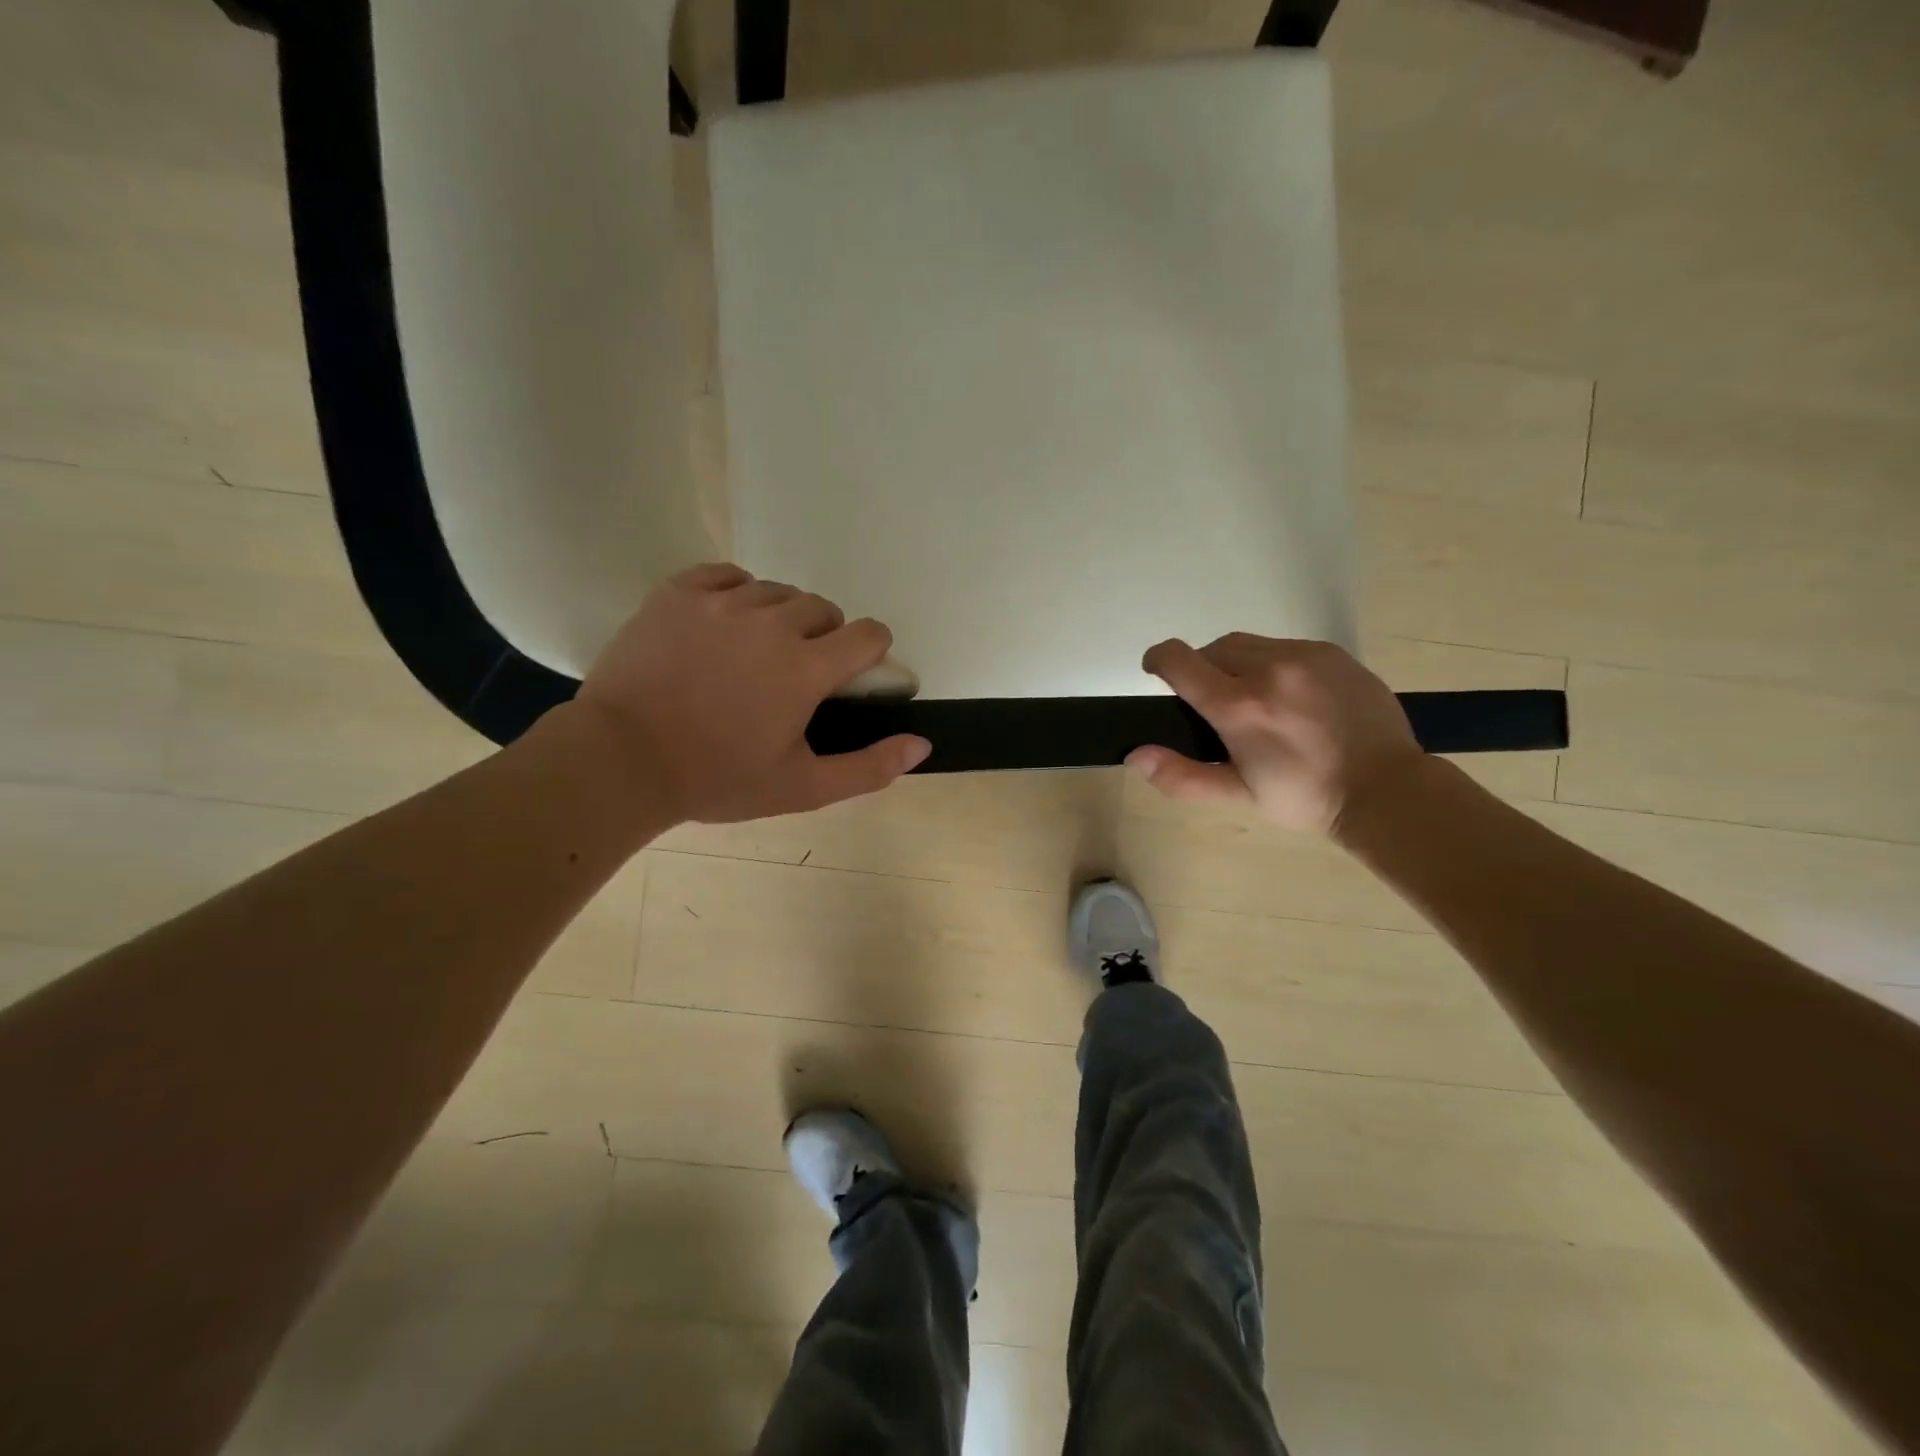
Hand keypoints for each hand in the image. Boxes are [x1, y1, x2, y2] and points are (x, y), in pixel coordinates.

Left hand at [570, 564, 929, 823]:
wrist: (620, 760)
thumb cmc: (717, 778)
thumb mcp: (802, 787)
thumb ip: (868, 767)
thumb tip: (922, 744)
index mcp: (806, 667)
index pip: (868, 634)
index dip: (870, 651)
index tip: (853, 672)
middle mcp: (772, 622)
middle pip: (823, 609)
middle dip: (824, 637)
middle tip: (797, 674)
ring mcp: (721, 602)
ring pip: (777, 592)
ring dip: (781, 617)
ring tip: (756, 651)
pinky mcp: (678, 592)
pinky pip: (727, 574)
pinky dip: (737, 593)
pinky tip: (724, 623)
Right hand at [1129, 634, 1422, 834]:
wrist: (1386, 789)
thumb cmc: (1304, 797)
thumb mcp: (1238, 795)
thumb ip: (1182, 776)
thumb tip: (1135, 755)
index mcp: (1239, 706)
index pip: (1179, 659)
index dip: (1158, 660)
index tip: (1156, 673)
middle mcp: (1269, 669)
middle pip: (1212, 648)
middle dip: (1202, 670)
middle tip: (1215, 704)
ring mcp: (1305, 656)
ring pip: (1248, 644)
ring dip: (1236, 663)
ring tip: (1253, 698)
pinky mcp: (1332, 652)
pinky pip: (1284, 646)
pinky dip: (1272, 663)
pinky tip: (1289, 695)